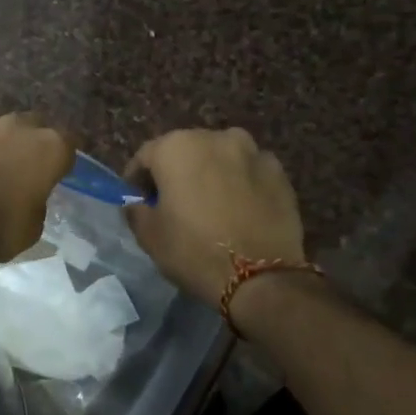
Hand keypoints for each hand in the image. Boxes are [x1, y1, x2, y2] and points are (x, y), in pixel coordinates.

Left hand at [0, 101, 74, 262]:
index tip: (55, 174)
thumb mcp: (30, 231)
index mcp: (48, 149)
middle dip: (29, 140)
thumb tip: (29, 199)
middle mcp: (18, 126)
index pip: (68, 144)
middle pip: (33, 123)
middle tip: (20, 165)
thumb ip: (36, 206)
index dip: (61, 159)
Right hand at [125, 128, 307, 308]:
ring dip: (209, 173)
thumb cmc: (194, 250)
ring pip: (220, 157)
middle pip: (185, 150)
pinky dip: (239, 183)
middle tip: (172, 203)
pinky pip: (248, 172)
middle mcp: (216, 138)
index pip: (146, 156)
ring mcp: (252, 152)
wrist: (260, 276)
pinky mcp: (279, 173)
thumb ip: (136, 210)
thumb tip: (137, 203)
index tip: (137, 201)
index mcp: (177, 147)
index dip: (137, 179)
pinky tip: (238, 210)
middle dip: (175, 172)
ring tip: (208, 204)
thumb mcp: (149, 236)